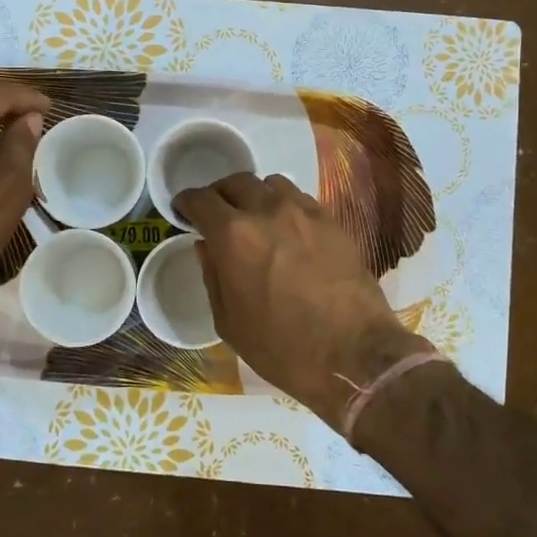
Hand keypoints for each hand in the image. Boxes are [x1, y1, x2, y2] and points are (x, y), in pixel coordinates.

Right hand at [174, 173, 427, 430]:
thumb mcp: (229, 322)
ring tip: (255, 217)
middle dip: (220, 194)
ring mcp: (304, 212)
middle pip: (236, 182)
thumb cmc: (282, 347)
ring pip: (271, 184)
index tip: (183, 210)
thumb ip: (212, 276)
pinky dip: (285, 205)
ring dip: (255, 195)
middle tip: (217, 213)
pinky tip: (287, 228)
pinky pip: (301, 199)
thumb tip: (206, 246)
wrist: (353, 353)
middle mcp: (267, 211)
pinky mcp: (333, 221)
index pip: (201, 200)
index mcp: (234, 235)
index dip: (186, 202)